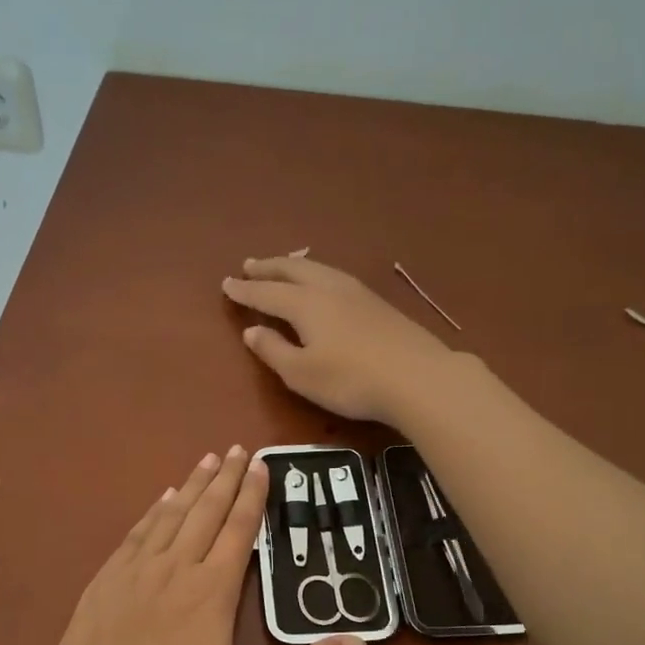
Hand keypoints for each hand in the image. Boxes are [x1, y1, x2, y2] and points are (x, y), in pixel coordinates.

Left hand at [35, 446, 364, 644]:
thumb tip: (359, 644)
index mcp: (212, 589)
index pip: (239, 529)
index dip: (253, 495)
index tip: (263, 464)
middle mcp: (175, 567)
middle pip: (206, 511)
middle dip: (226, 478)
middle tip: (239, 448)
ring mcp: (136, 571)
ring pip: (170, 515)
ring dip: (192, 485)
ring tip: (208, 459)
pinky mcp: (106, 580)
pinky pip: (137, 533)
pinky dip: (154, 511)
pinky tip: (162, 499)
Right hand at [223, 255, 459, 424]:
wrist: (418, 378)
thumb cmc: (351, 380)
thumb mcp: (302, 374)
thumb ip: (273, 351)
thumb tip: (251, 330)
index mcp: (305, 304)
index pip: (267, 292)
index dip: (245, 289)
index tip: (226, 283)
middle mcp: (329, 289)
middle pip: (293, 270)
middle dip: (268, 267)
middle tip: (249, 264)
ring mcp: (357, 293)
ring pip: (318, 269)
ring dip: (294, 266)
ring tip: (282, 267)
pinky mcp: (378, 304)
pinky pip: (335, 277)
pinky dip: (316, 274)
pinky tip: (322, 283)